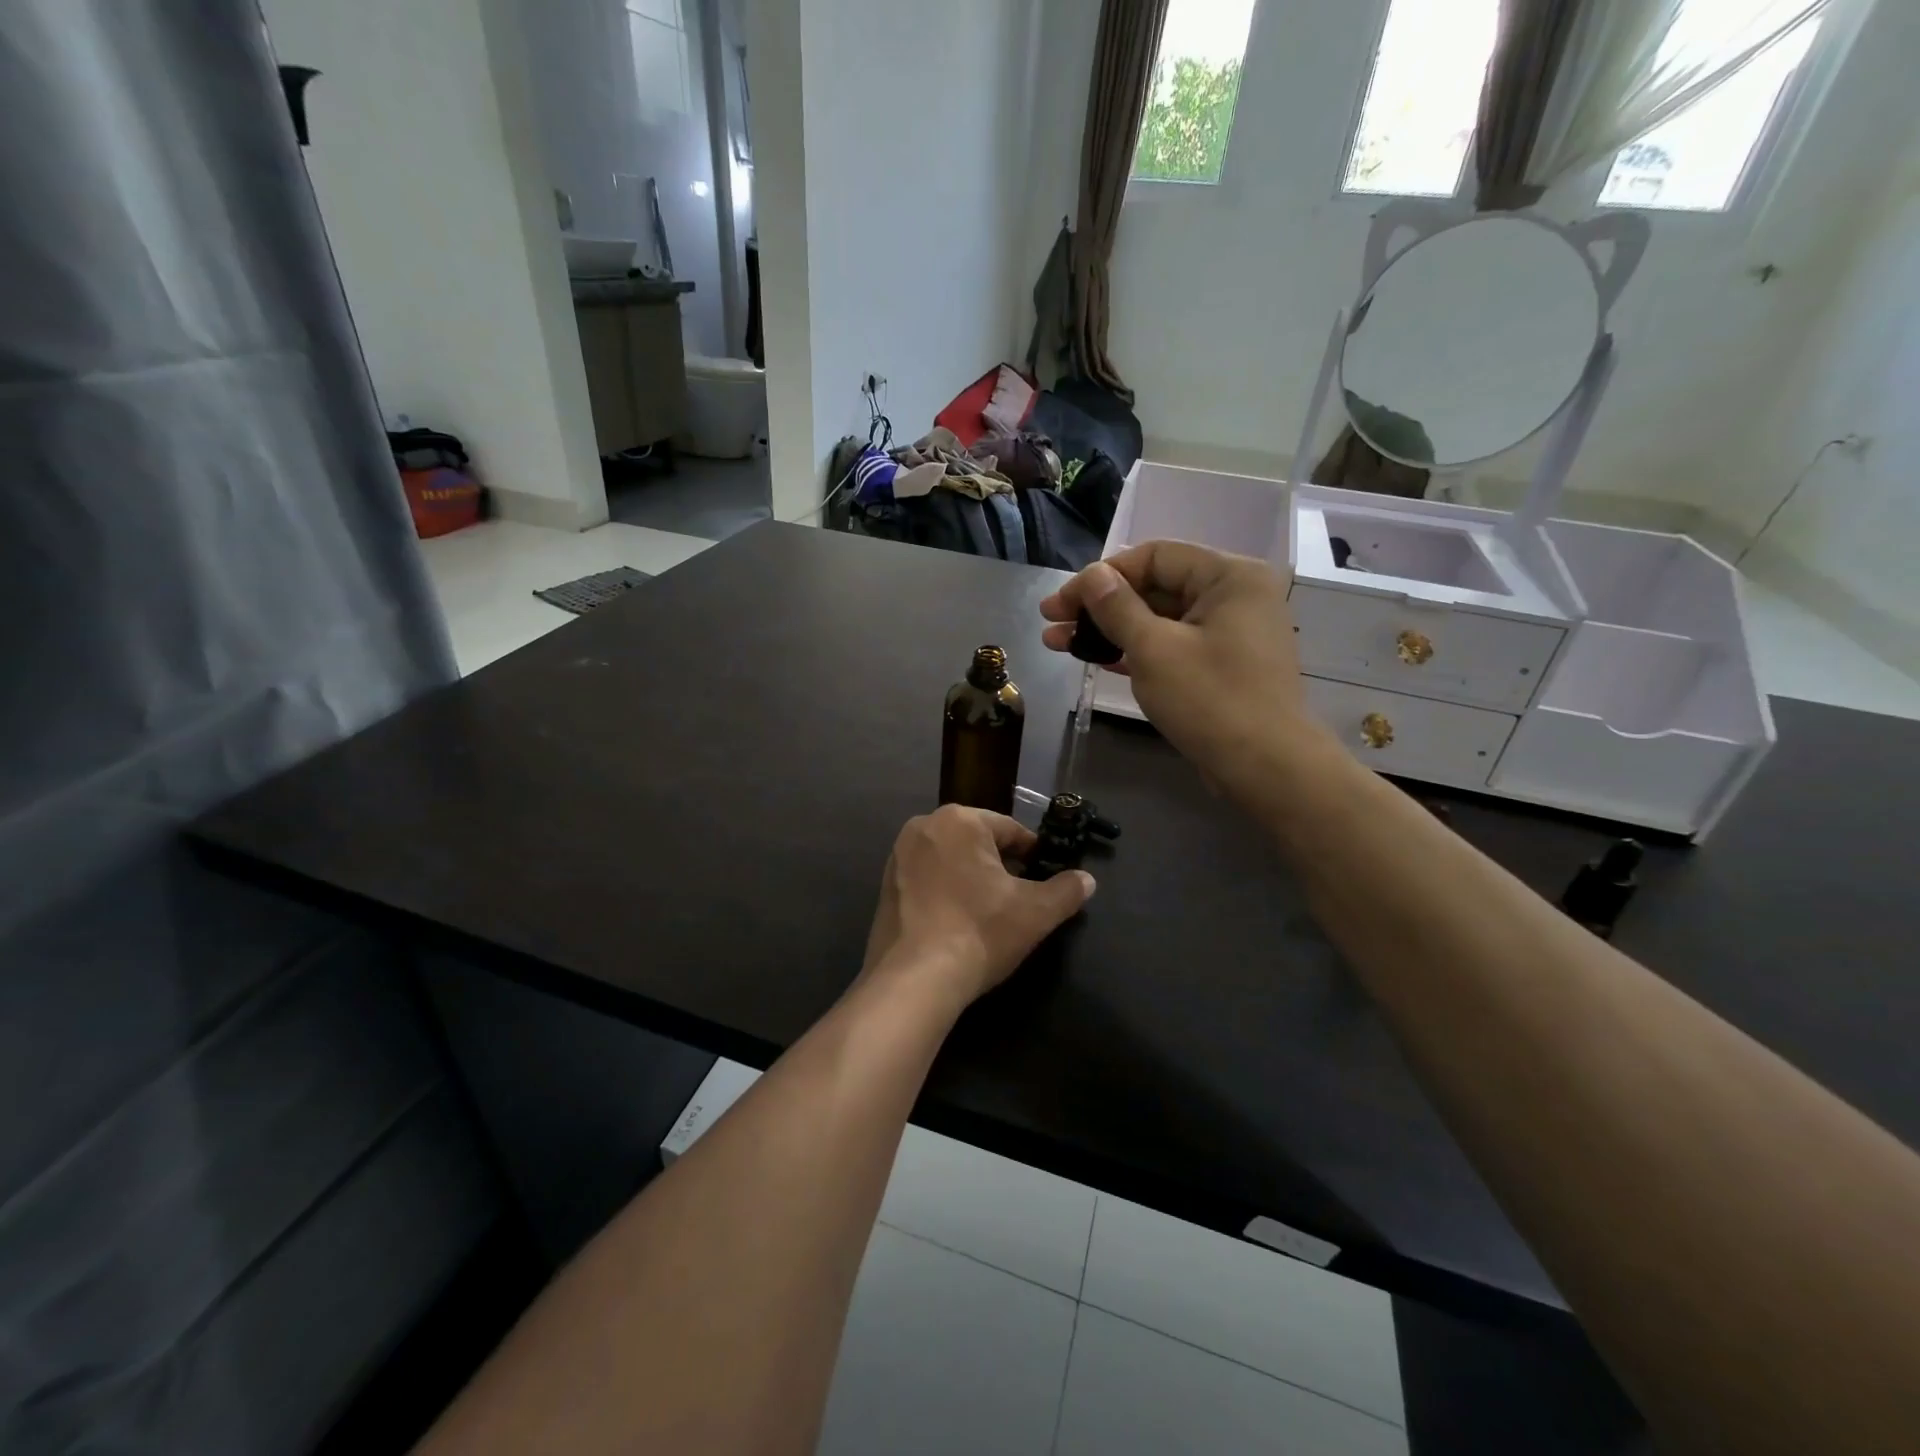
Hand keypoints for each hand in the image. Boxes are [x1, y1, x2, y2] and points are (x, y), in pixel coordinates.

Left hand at [860, 805, 1094, 1013]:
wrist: (914, 980)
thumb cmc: (980, 932)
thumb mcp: (1036, 913)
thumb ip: (1066, 891)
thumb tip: (1087, 880)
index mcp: (959, 820)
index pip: (1010, 830)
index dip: (1033, 854)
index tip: (1046, 877)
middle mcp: (923, 827)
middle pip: (977, 842)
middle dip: (1000, 865)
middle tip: (1020, 897)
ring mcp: (898, 856)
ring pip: (951, 860)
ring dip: (972, 878)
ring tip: (990, 912)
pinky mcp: (884, 886)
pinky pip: (927, 879)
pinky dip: (946, 892)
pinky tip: (959, 921)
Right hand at [1039, 542, 1320, 797]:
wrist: (1266, 768)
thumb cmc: (1211, 700)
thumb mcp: (1154, 649)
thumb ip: (1117, 607)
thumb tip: (1091, 575)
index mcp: (1229, 576)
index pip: (1153, 556)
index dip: (1101, 576)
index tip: (1060, 603)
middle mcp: (1234, 595)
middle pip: (1155, 586)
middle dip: (1099, 605)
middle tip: (1050, 622)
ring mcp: (1229, 632)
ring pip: (1159, 619)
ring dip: (1110, 630)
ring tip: (1059, 643)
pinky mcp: (1221, 665)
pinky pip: (1171, 645)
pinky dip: (1135, 650)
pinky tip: (1097, 658)